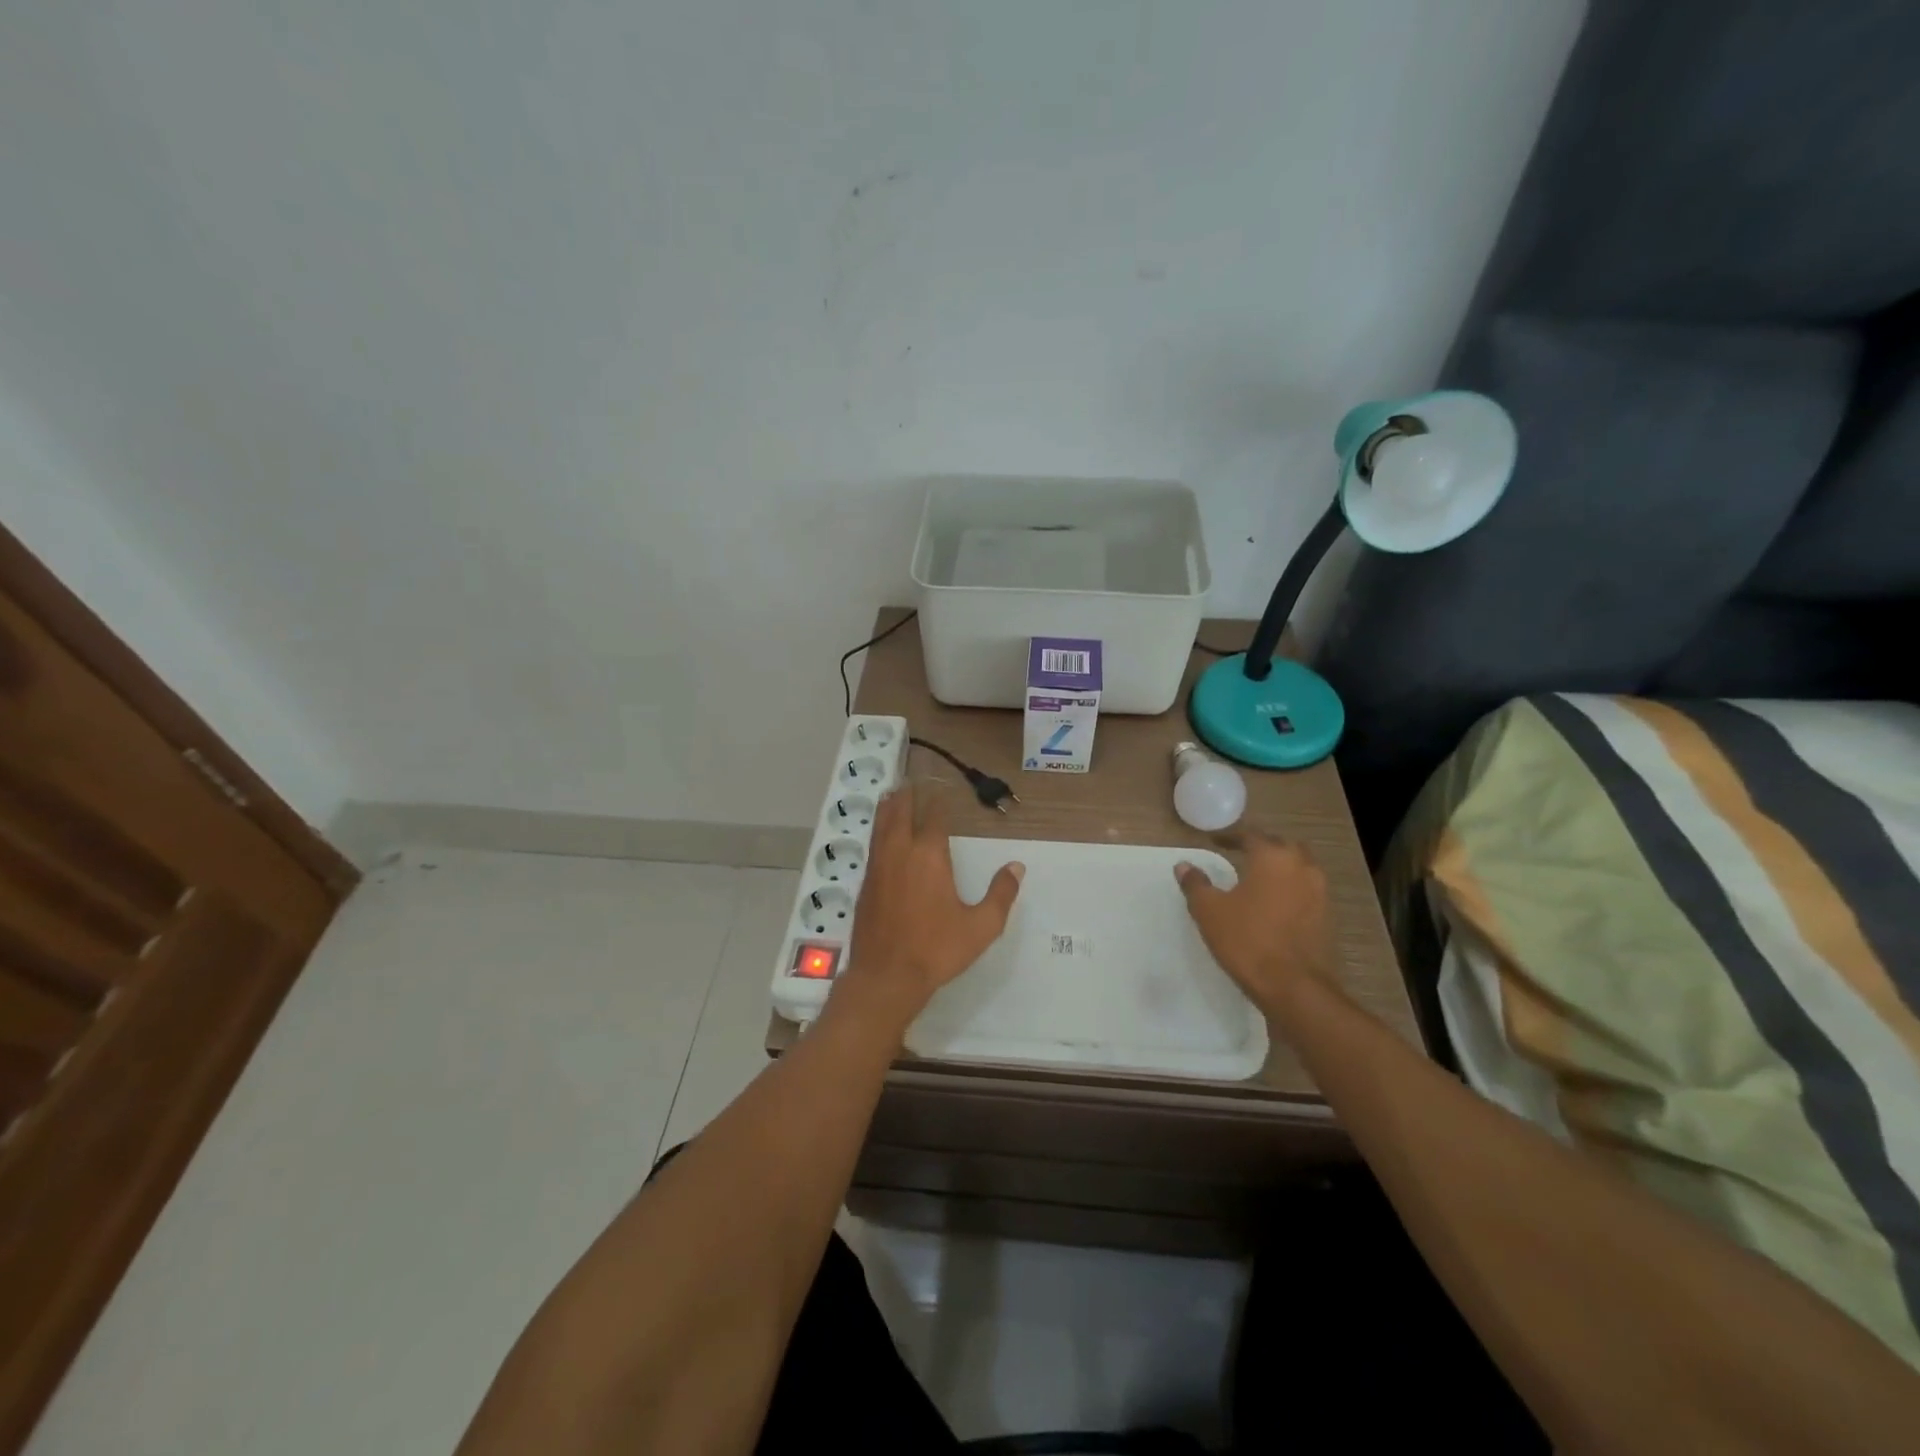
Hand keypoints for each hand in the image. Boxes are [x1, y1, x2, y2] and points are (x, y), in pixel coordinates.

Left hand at [837, 784, 1023, 1030]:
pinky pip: (872, 846)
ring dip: (888, 809)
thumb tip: (1016, 866)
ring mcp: (879, 867)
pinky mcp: (865, 884)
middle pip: (901, 813)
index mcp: (930, 856)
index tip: (941, 790)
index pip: (934, 817)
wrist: (886, 976)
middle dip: (907, 796)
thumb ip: (1000, 894)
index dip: (937, 801)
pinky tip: (880, 836)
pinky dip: (877, 831)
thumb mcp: (981, 926)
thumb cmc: (937, 949)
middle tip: (910, 782)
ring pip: (882, 827)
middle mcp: (901, 852)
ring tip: (890, 795)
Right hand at [1175, 835, 1335, 1016]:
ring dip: (1280, 868)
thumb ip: (1196, 884)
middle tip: (1240, 855)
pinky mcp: (1327, 916)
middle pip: (1282, 846)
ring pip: (1299, 867)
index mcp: (1273, 857)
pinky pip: (1306, 890)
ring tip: (1258, 879)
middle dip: (1262, 847)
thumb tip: (1184, 866)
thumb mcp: (1209, 910)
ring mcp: (1319, 892)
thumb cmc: (1247, 940)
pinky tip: (1274, 904)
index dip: (1230, 837)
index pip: (1251, 835)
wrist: (1294, 987)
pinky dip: (1290, 889)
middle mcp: (1301, 867)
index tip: (1215, 842)